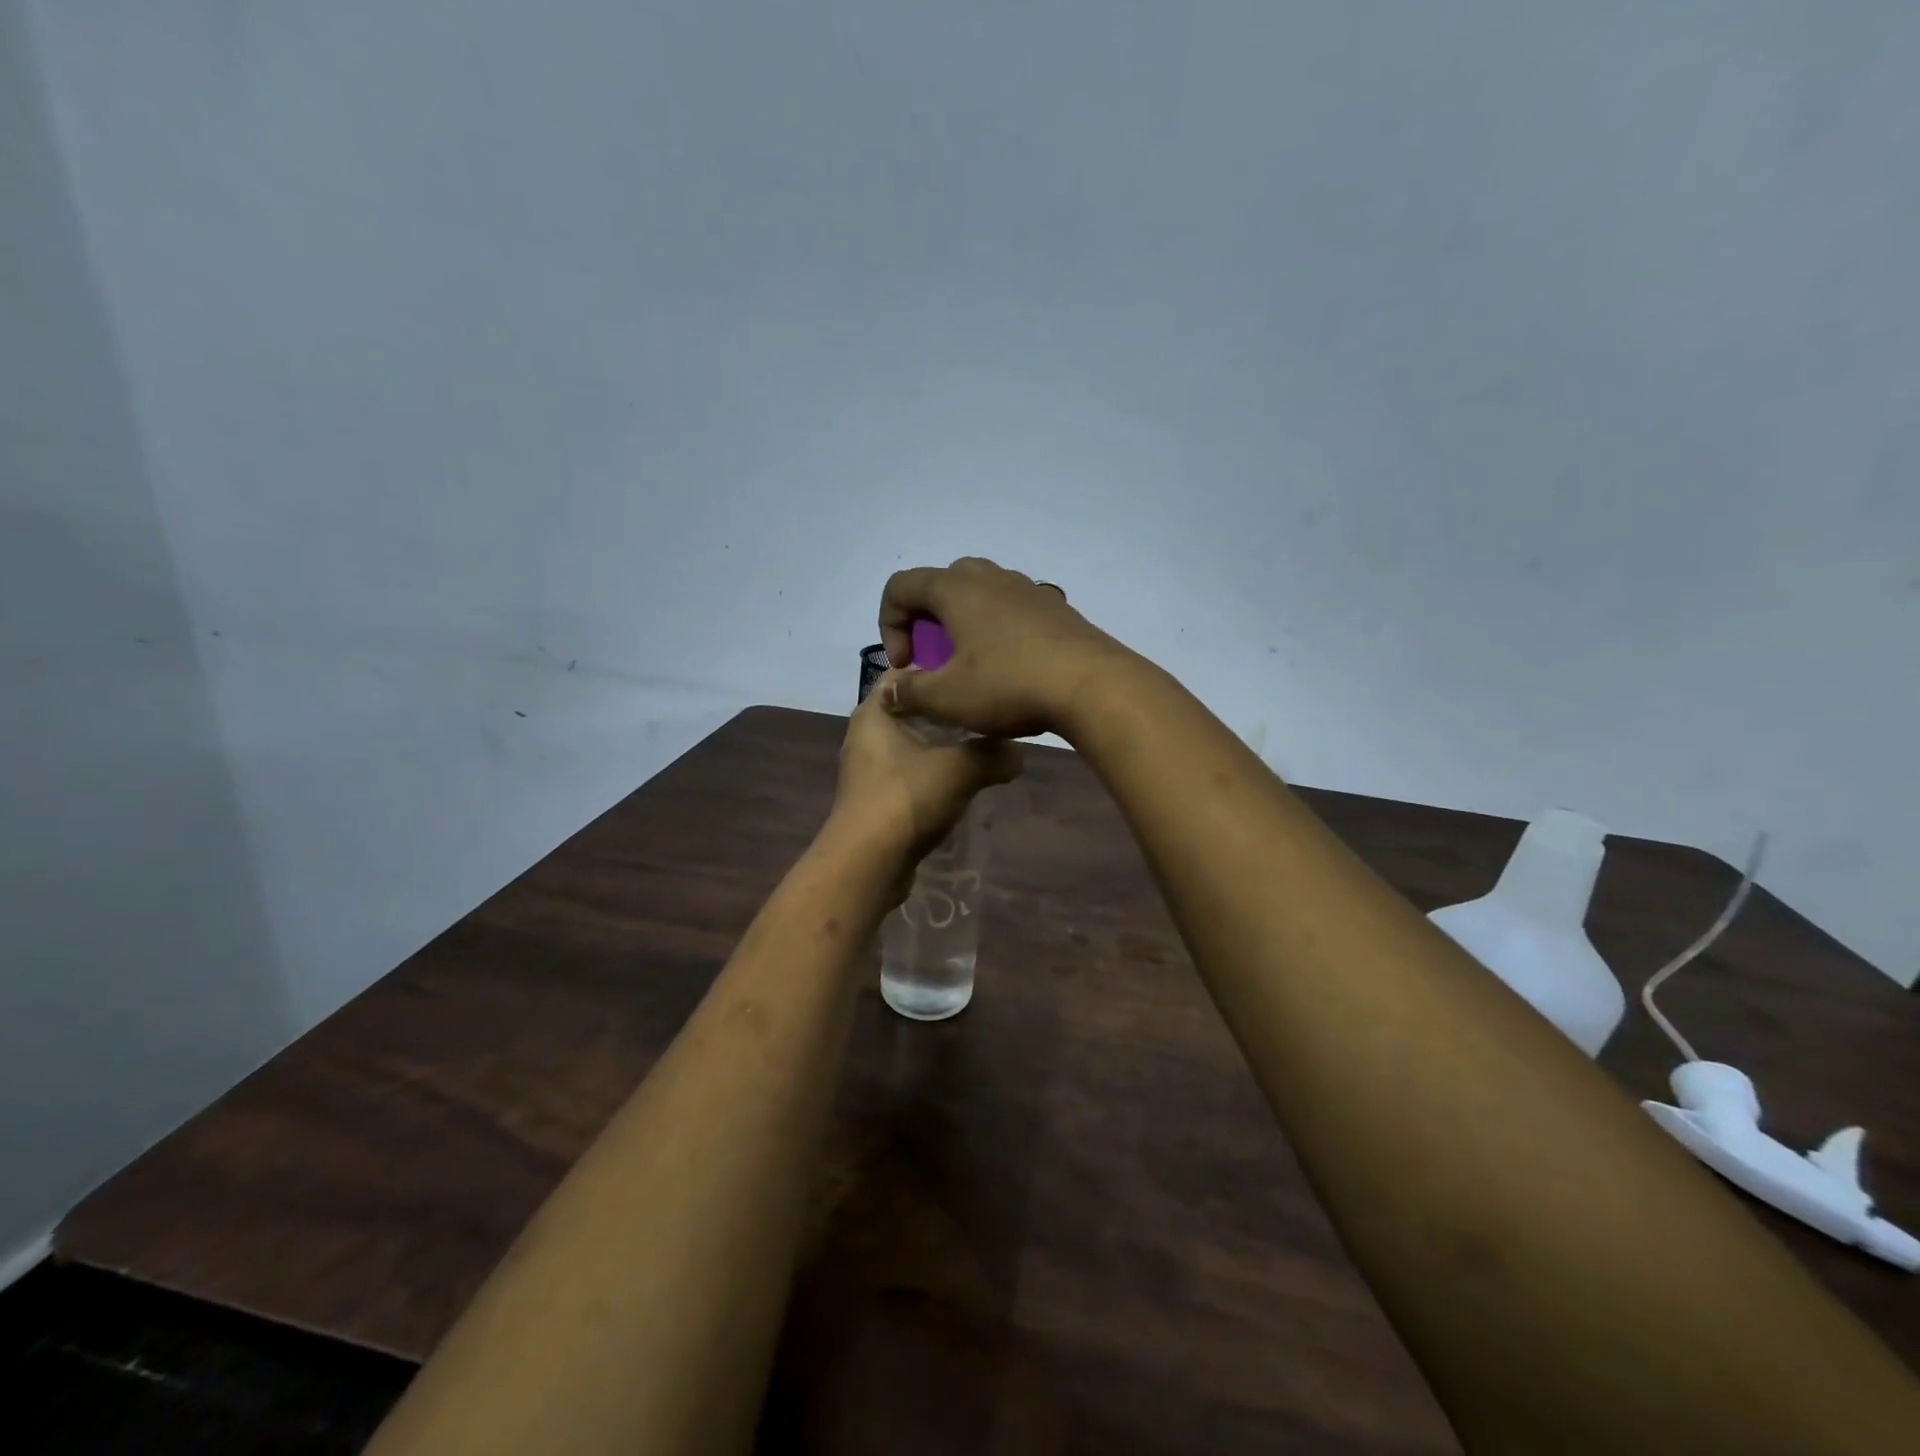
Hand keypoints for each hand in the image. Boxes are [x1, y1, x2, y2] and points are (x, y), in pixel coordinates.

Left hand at [830, 669, 1022, 869]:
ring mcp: (869, 769)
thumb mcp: (959, 769)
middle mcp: (866, 734)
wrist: (868, 863)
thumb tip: (1019, 755)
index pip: (905, 673)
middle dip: (949, 712)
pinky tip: (963, 781)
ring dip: (944, 746)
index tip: (975, 674)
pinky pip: (911, 773)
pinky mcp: (877, 798)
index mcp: (874, 712)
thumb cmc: (906, 798)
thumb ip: (992, 754)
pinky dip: (934, 773)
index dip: (939, 669)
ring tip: (983, 745)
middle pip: (913, 710)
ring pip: (913, 744)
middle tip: (988, 711)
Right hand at [879, 557, 1129, 738]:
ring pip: (981, 592)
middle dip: (926, 619)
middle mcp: (990, 577)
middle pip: (941, 583)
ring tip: (971, 663)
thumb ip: (910, 692)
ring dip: (963, 622)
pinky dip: (997, 628)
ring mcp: (1028, 589)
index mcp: (956, 589)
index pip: (901, 586)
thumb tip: (889, 692)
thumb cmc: (1010, 685)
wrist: (1093, 686)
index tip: (906, 664)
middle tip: (935, 658)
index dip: (889, 624)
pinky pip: (1012, 607)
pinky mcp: (1056, 608)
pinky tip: (1010, 665)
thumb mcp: (949, 698)